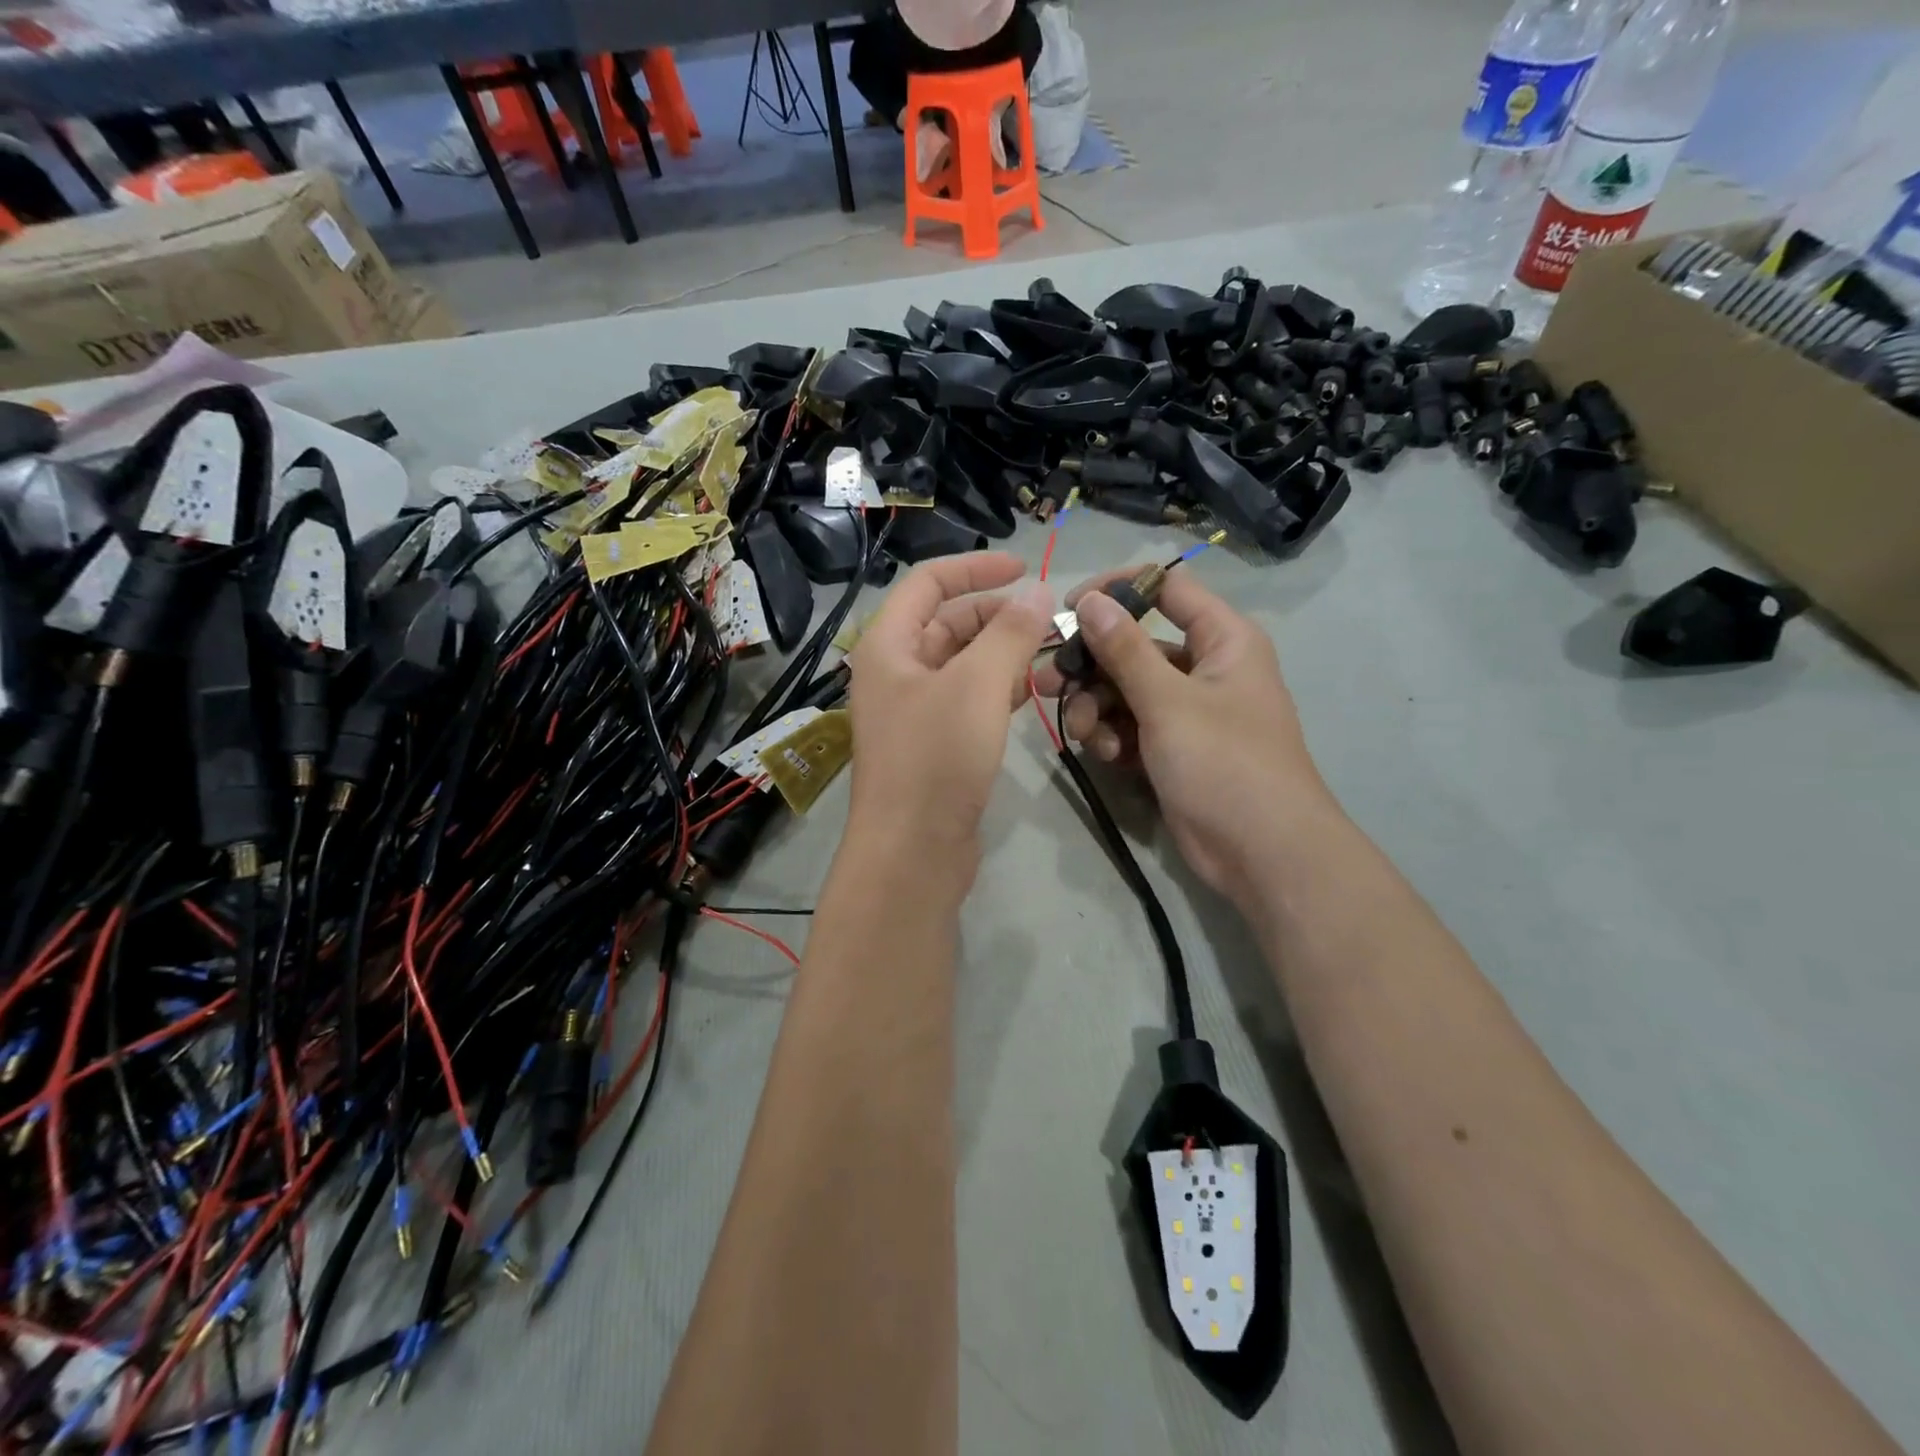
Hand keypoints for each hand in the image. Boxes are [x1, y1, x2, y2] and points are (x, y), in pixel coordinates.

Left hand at [847, 553, 1053, 865]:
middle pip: (949, 622)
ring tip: (1053, 658)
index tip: (1025, 567)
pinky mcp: (934, 742)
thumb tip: (1037, 590)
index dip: (975, 567)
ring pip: (963, 663)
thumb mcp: (977, 686)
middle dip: (999, 616)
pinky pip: (968, 699)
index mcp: (888, 645)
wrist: (913, 852)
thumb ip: (1010, 633)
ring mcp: (914, 710)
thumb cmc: (937, 759)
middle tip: (1050, 623)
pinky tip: (1034, 692)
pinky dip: (999, 689)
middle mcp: (895, 671)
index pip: (928, 583)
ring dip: (1005, 654)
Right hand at [1032, 567, 1337, 902]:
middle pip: (1135, 644)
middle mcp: (1204, 667)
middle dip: (1092, 665)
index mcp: (1222, 639)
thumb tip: (1091, 601)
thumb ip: (1125, 650)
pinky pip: (1131, 725)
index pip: (1167, 587)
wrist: (1262, 853)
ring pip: (1125, 689)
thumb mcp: (1168, 702)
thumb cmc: (1224, 763)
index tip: (1070, 608)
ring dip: (1096, 707)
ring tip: (1083, 733)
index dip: (1118, 590)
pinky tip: (1106, 756)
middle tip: (1049, 681)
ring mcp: (1188, 710)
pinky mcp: (1172, 747)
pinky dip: (1113, 736)